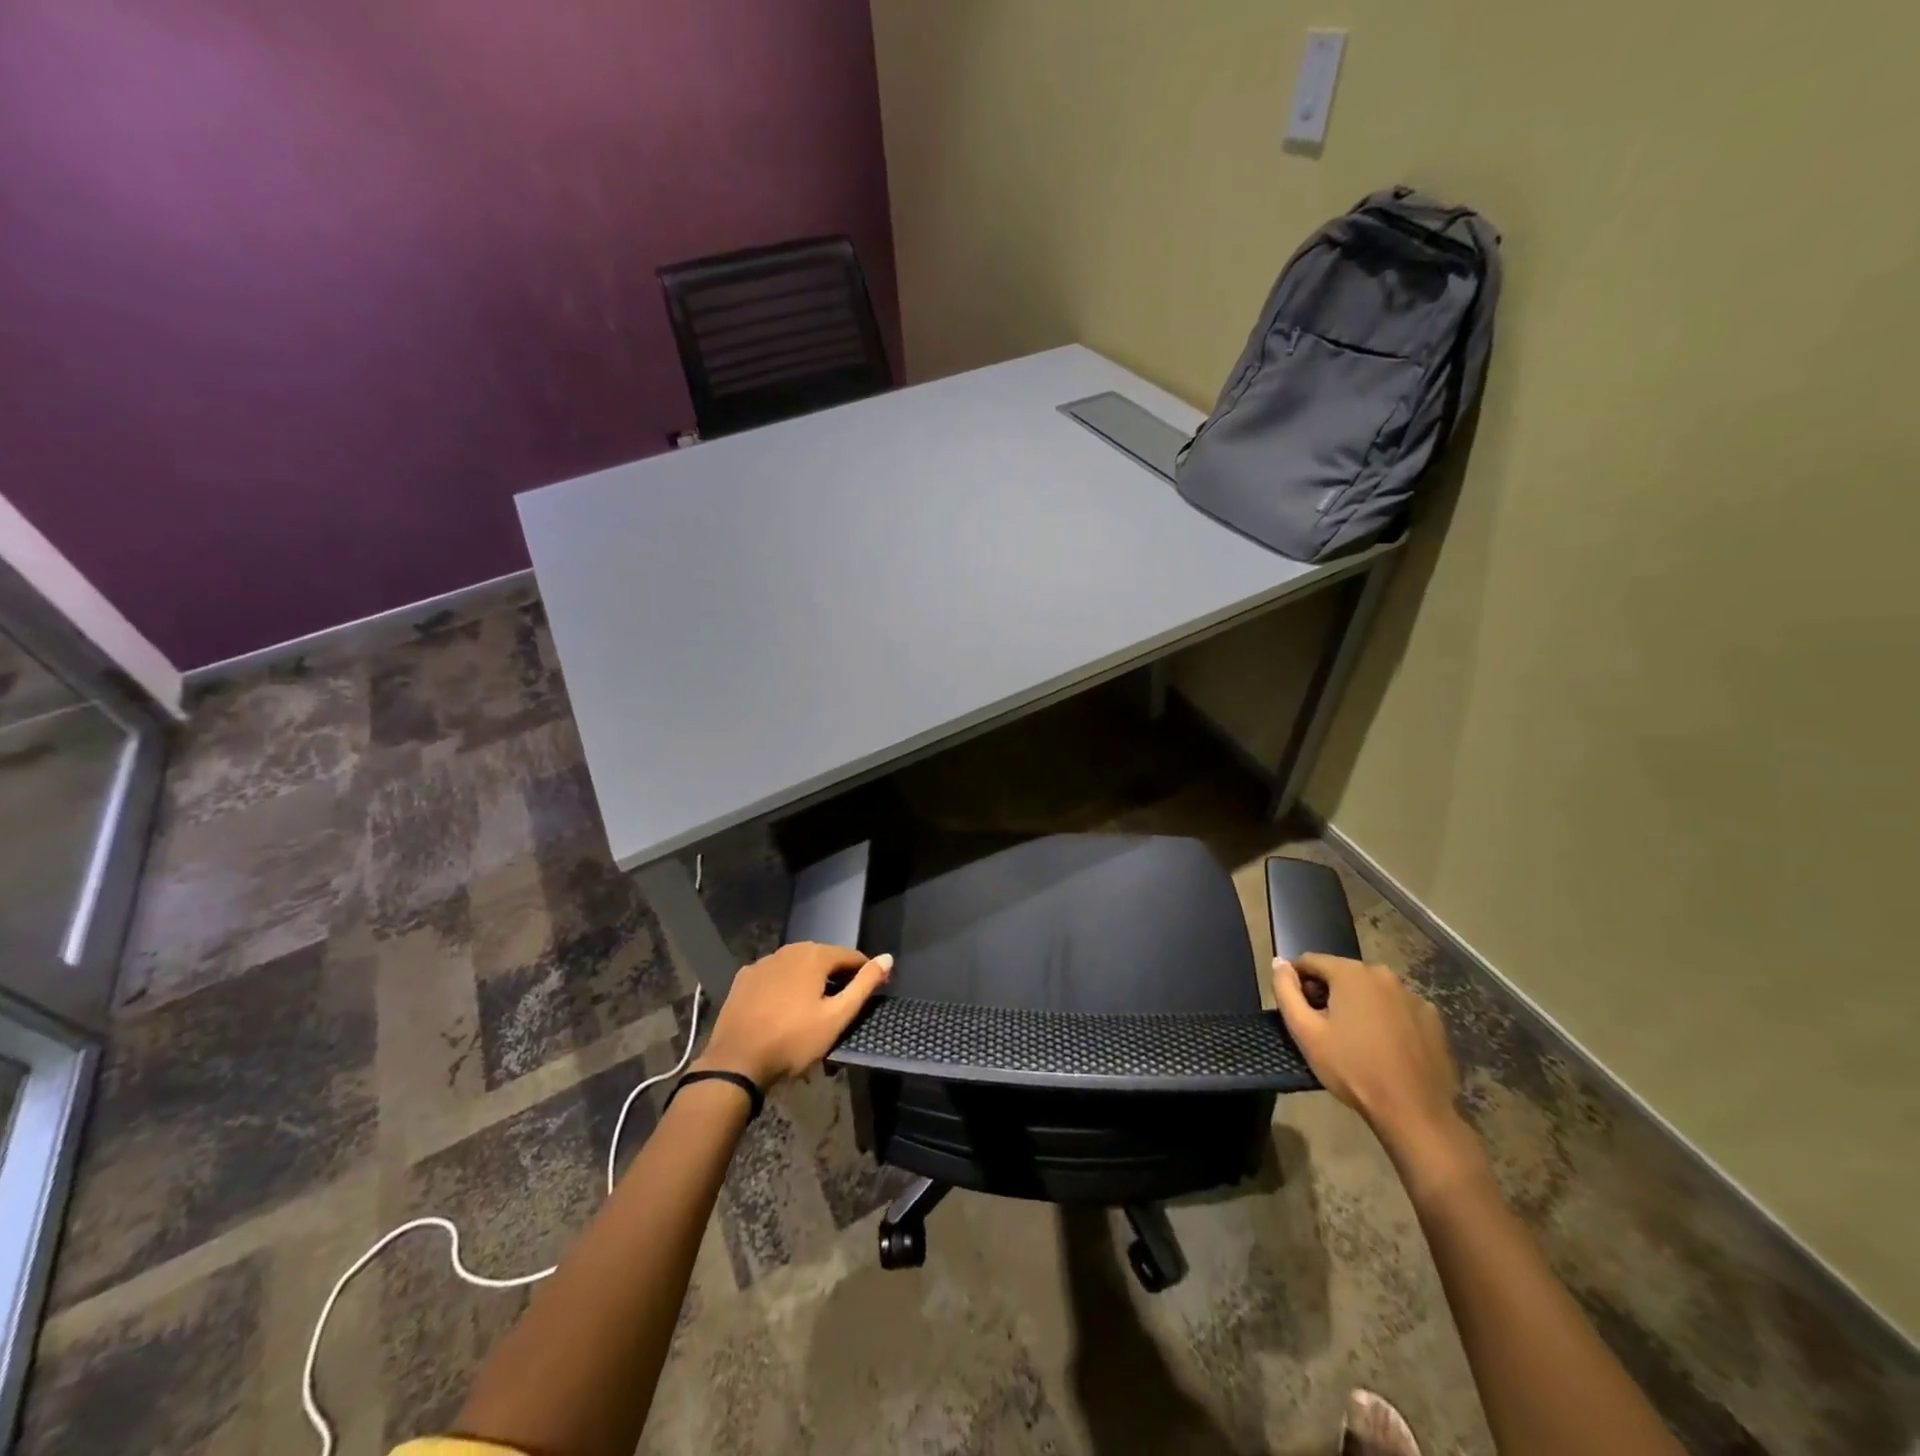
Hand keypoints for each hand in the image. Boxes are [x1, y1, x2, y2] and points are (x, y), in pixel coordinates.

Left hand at [694, 942, 892, 1088]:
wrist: (736, 1062)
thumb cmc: (793, 1040)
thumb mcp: (836, 1017)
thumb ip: (864, 985)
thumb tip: (888, 958)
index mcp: (814, 955)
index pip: (850, 956)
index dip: (864, 972)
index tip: (872, 992)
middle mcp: (789, 950)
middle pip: (823, 957)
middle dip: (836, 975)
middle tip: (842, 1003)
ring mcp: (763, 962)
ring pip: (797, 964)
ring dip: (809, 979)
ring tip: (814, 1006)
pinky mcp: (744, 978)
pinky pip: (774, 975)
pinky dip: (784, 984)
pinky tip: (783, 1006)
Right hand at [1272, 953, 1465, 1162]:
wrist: (1414, 1111)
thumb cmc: (1352, 1068)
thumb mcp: (1305, 1031)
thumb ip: (1285, 991)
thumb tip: (1279, 963)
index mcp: (1351, 973)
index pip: (1310, 961)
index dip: (1298, 982)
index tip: (1299, 1011)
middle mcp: (1384, 975)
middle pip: (1342, 974)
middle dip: (1328, 993)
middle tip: (1324, 1028)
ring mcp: (1413, 996)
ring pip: (1371, 991)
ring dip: (1357, 1005)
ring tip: (1355, 1040)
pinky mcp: (1432, 1019)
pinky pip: (1397, 1008)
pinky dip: (1385, 1018)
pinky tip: (1385, 1047)